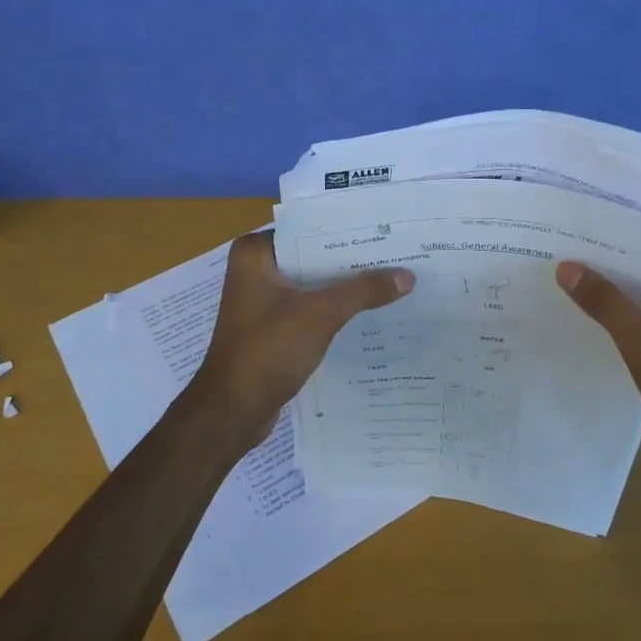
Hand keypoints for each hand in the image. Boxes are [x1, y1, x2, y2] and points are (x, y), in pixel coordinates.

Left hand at [182, 231, 414, 452]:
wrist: (233, 411)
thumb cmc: (267, 351)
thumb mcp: (320, 314)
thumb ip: (363, 291)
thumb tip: (408, 275)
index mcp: (255, 255)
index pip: (309, 230)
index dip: (348, 232)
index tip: (386, 231)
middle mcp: (256, 271)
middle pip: (314, 257)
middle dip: (352, 260)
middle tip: (399, 254)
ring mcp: (263, 301)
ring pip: (314, 285)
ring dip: (346, 287)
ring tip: (393, 279)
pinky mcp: (273, 328)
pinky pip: (310, 309)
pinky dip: (335, 310)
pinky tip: (370, 312)